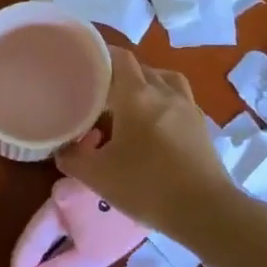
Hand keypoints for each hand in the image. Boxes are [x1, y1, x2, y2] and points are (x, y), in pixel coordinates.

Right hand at [56, 48, 236, 236]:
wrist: (204, 211)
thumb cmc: (146, 187)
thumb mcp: (97, 176)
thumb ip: (73, 158)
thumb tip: (62, 149)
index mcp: (137, 96)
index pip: (120, 58)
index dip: (102, 55)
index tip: (86, 64)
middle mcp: (165, 92)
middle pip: (141, 68)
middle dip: (121, 75)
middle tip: (101, 93)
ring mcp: (188, 107)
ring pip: (165, 80)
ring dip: (147, 84)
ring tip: (131, 103)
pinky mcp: (202, 125)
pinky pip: (180, 99)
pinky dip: (165, 102)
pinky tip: (155, 124)